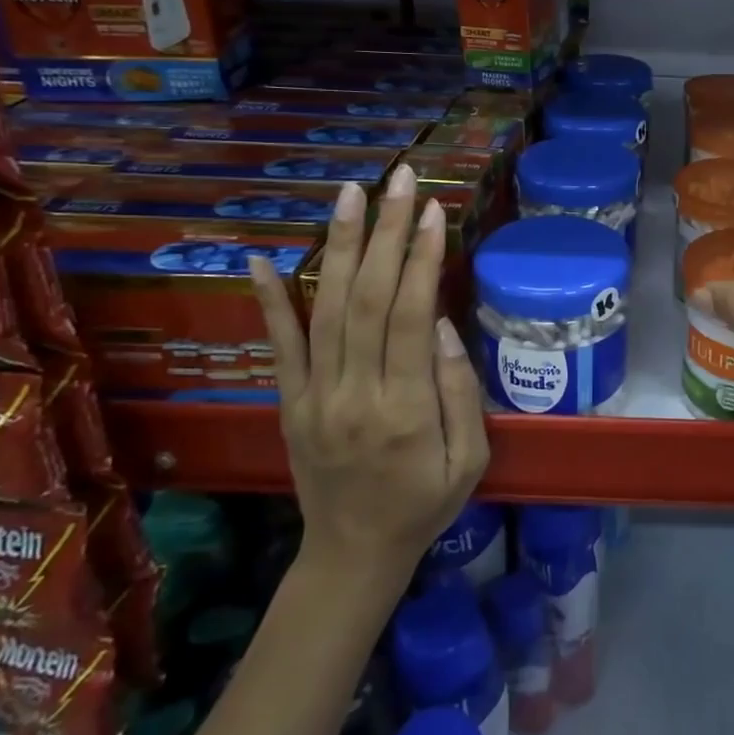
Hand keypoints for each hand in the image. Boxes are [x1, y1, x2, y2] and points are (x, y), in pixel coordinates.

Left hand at [249, 165, 488, 582]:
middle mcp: (354, 394)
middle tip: (400, 180)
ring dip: (340, 246)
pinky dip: (270, 299)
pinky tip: (263, 257)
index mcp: (406, 410)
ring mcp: (315, 396)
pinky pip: (280, 344)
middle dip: (387, 233)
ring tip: (351, 194)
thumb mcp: (470, 459)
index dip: (422, 259)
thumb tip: (442, 323)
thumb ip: (459, 391)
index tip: (433, 211)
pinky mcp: (290, 401)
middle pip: (370, 299)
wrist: (353, 553)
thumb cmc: (425, 504)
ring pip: (328, 308)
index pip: (412, 317)